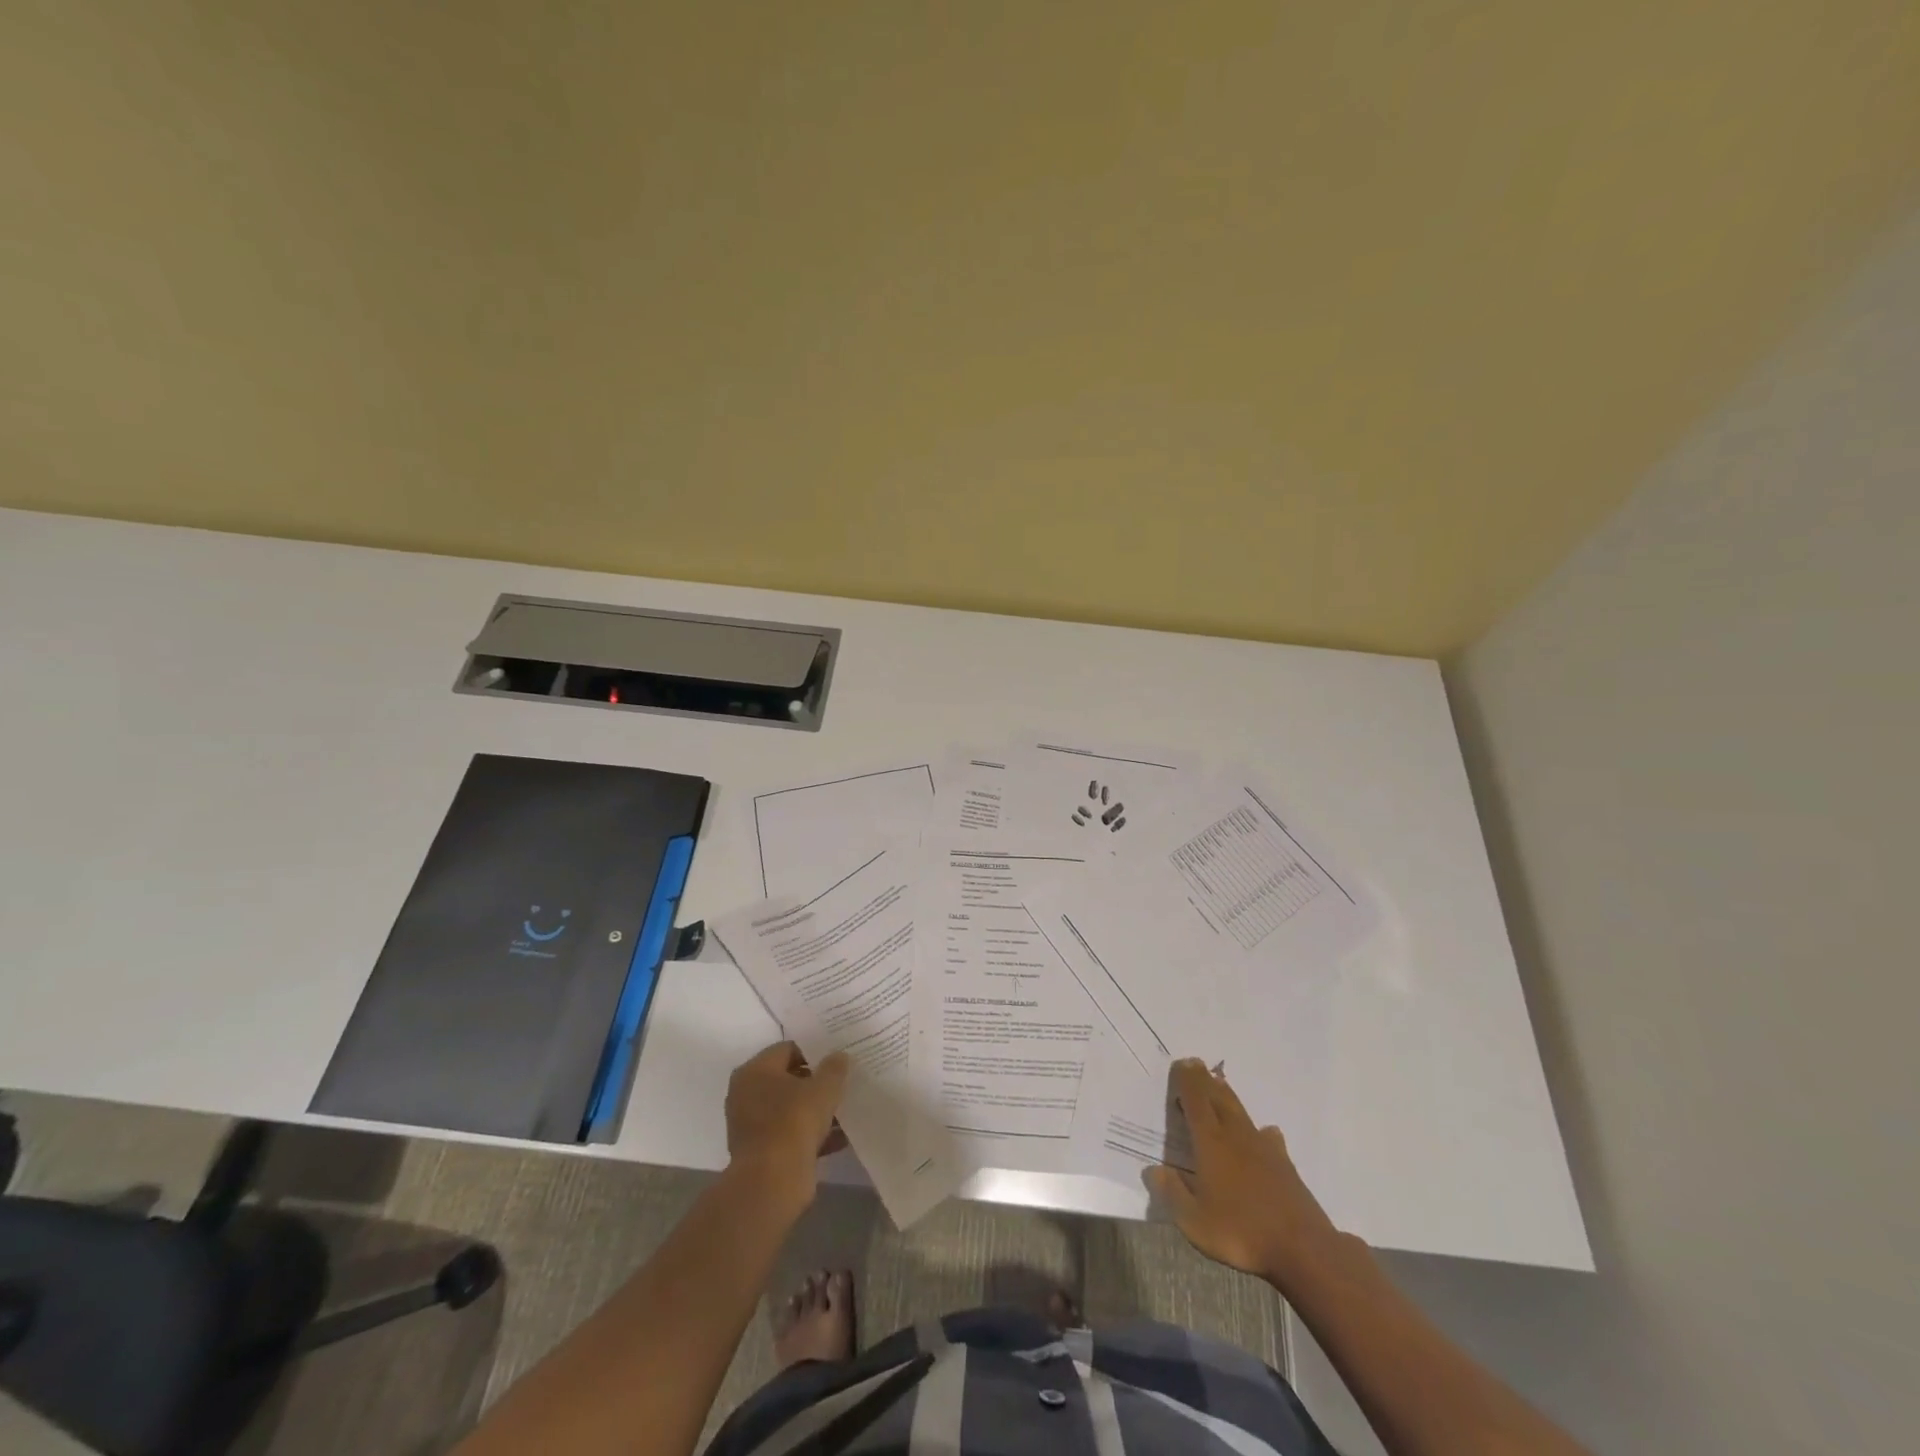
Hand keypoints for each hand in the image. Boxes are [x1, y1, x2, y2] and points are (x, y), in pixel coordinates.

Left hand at [724, 1041, 850, 1210]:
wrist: (772, 1182)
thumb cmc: (794, 1122)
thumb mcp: (823, 1089)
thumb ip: (834, 1068)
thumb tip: (839, 1056)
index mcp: (755, 1070)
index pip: (788, 1049)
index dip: (815, 1052)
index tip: (837, 1060)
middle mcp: (746, 1094)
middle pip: (788, 1079)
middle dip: (816, 1083)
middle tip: (843, 1083)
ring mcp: (751, 1125)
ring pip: (790, 1109)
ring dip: (816, 1111)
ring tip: (845, 1111)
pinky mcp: (760, 1152)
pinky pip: (790, 1134)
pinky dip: (811, 1135)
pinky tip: (839, 1138)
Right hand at [1149, 1058, 1338, 1286]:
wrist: (1302, 1248)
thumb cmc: (1241, 1232)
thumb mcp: (1194, 1220)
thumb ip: (1172, 1193)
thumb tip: (1152, 1169)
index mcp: (1211, 1143)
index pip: (1196, 1102)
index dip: (1187, 1081)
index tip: (1181, 1063)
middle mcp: (1236, 1137)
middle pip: (1219, 1099)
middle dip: (1205, 1081)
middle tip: (1196, 1065)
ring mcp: (1264, 1149)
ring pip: (1242, 1113)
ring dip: (1228, 1097)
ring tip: (1220, 1086)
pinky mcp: (1285, 1165)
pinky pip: (1268, 1137)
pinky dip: (1261, 1131)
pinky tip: (1265, 1133)